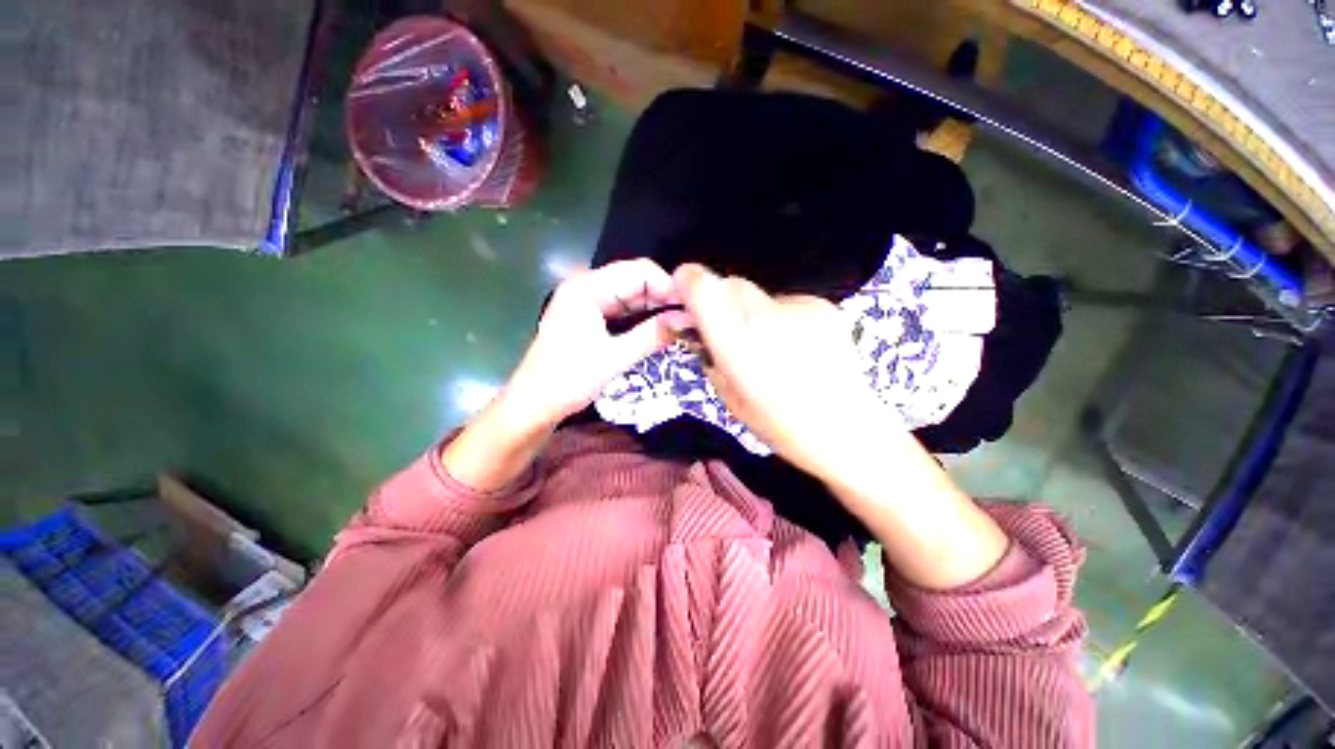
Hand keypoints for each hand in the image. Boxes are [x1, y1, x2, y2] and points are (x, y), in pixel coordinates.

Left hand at [503, 259, 680, 429]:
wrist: (534, 405)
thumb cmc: (568, 380)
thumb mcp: (614, 358)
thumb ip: (652, 335)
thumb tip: (689, 320)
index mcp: (587, 287)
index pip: (639, 271)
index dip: (668, 286)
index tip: (692, 308)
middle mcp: (587, 286)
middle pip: (636, 280)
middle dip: (664, 298)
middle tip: (691, 320)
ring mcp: (587, 302)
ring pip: (631, 296)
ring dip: (655, 309)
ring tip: (681, 325)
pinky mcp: (589, 318)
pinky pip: (623, 311)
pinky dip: (642, 319)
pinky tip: (659, 330)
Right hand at [672, 263, 902, 481]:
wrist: (847, 427)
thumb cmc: (780, 424)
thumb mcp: (728, 396)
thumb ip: (707, 355)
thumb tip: (692, 328)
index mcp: (737, 343)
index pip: (703, 287)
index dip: (688, 282)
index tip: (683, 291)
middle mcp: (766, 316)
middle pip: (729, 284)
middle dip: (718, 300)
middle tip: (723, 328)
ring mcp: (799, 307)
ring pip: (757, 294)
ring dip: (748, 310)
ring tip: (765, 344)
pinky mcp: (822, 305)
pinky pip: (785, 303)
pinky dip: (778, 317)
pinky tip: (793, 345)